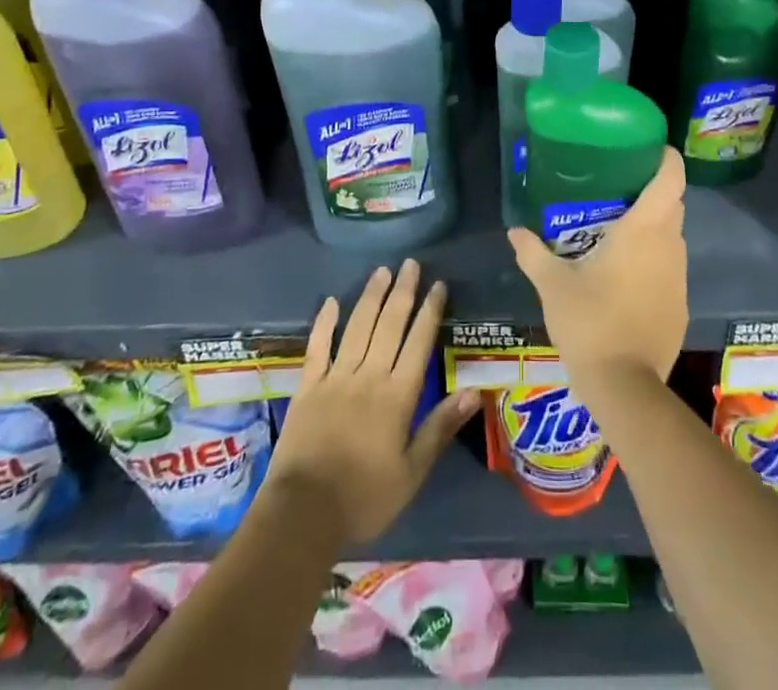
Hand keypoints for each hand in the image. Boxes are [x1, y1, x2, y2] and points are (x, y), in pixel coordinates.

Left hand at [265, 260, 479, 546]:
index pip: (419, 342)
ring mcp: (335, 378)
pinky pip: (317, 347)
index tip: (438, 285)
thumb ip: (440, 427)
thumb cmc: (364, 497)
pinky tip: (332, 301)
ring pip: (358, 327)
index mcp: (397, 395)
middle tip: (411, 263)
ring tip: (382, 271)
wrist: (303, 514)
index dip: (430, 311)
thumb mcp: (412, 472)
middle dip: (403, 292)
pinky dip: (325, 322)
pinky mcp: (308, 387)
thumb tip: (475, 392)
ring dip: (371, 297)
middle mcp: (369, 376)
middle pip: (389, 325)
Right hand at [507, 147, 687, 388]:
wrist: (624, 386)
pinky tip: (626, 274)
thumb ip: (533, 253)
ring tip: (618, 228)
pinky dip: (654, 260)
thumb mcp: (553, 284)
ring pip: (672, 236)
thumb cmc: (589, 322)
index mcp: (644, 230)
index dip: (666, 158)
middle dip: (652, 191)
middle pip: (672, 204)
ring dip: (652, 227)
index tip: (649, 148)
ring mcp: (680, 277)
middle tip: (618, 187)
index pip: (671, 179)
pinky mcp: (681, 305)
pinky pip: (670, 267)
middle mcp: (670, 246)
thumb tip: (514, 231)